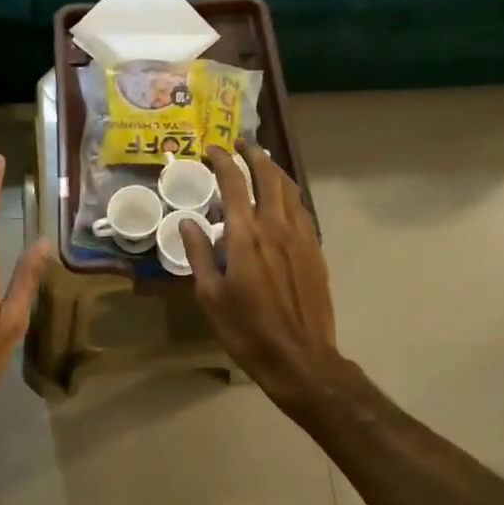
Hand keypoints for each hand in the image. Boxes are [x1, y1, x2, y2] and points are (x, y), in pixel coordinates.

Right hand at [179, 142, 344, 407]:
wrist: (300, 359)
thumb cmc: (247, 330)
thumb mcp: (210, 295)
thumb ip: (198, 254)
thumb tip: (188, 222)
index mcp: (245, 235)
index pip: (234, 182)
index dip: (222, 161)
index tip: (212, 149)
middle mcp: (276, 226)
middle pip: (268, 176)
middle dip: (254, 155)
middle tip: (241, 145)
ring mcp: (300, 237)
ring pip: (290, 189)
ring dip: (274, 170)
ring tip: (262, 163)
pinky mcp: (315, 251)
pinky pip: (302, 209)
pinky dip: (289, 194)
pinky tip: (282, 199)